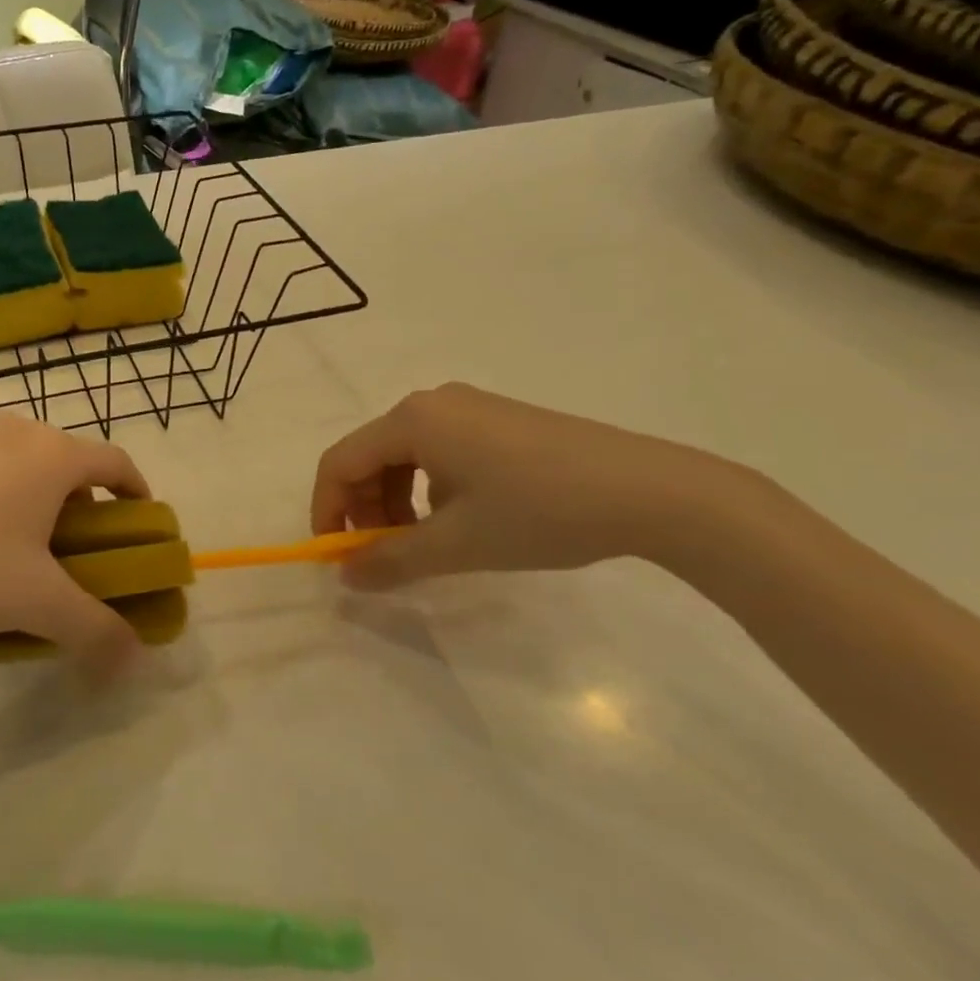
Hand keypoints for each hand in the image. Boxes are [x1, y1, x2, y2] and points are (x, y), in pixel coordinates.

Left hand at [0, 414, 149, 672]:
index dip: (136, 495)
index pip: (116, 463)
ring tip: (20, 552)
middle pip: (69, 464)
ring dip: (38, 501)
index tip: (138, 528)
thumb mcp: (37, 603)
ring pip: (25, 464)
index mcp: (52, 454)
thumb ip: (94, 630)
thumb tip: (133, 660)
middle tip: (75, 555)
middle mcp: (17, 431)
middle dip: (83, 508)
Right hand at [311, 383, 738, 589]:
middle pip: (370, 455)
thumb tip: (346, 577)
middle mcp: (432, 403)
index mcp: (412, 421)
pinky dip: (428, 487)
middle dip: (365, 508)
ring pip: (404, 455)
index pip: (340, 462)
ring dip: (396, 501)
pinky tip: (462, 518)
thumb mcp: (459, 544)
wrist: (652, 491)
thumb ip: (392, 561)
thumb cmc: (540, 512)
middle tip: (383, 555)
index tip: (338, 556)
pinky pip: (438, 450)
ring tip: (423, 543)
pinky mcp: (498, 419)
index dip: (327, 510)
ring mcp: (469, 407)